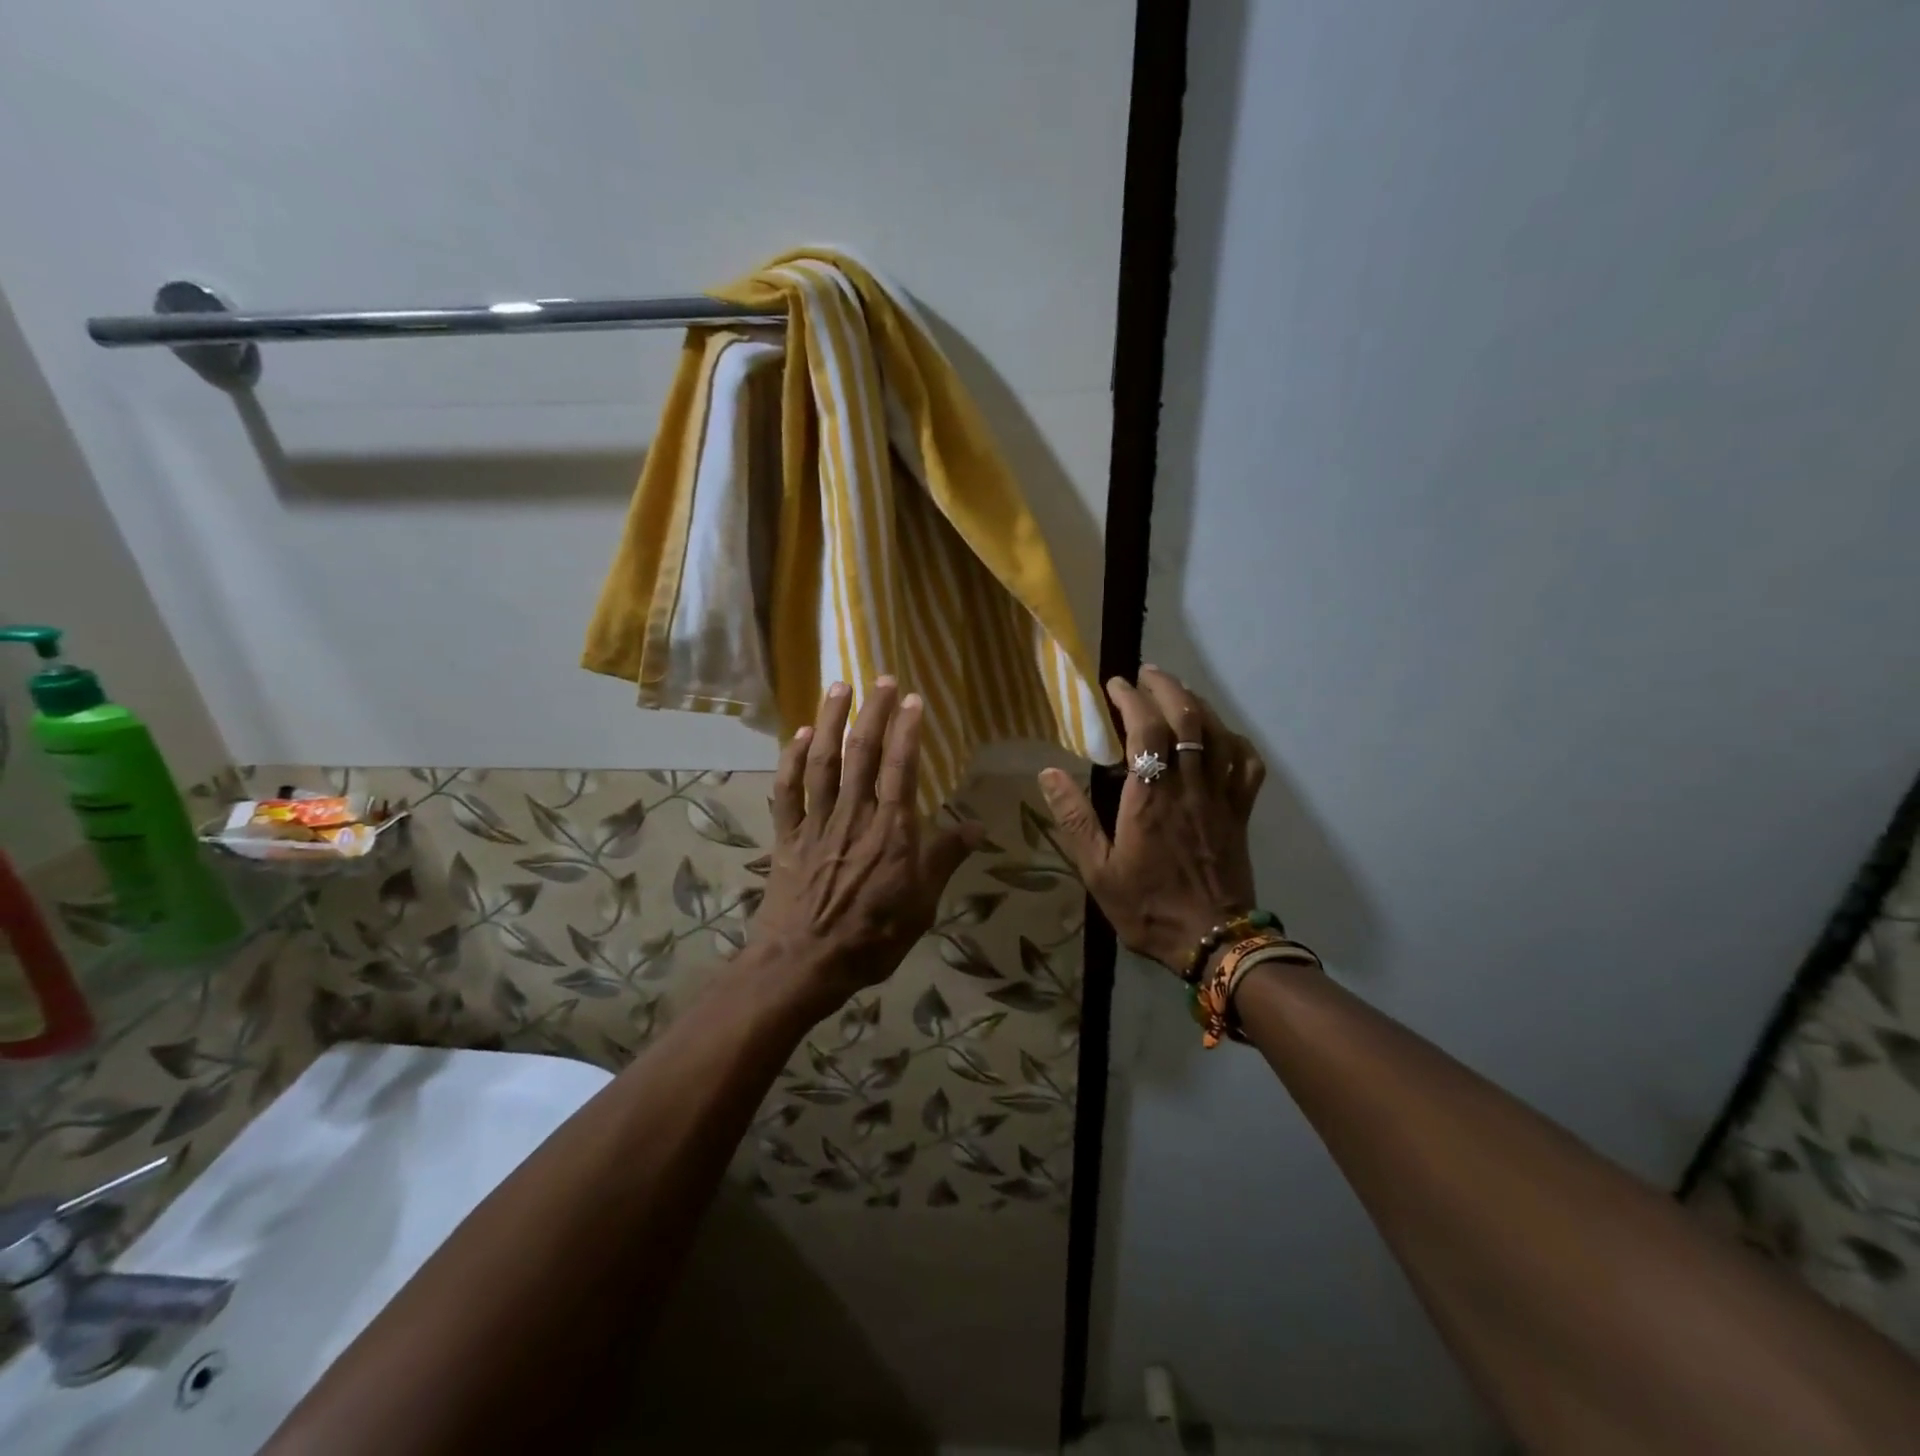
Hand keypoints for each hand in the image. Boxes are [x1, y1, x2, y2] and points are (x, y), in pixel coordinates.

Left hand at [750, 678, 981, 1008]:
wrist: (804, 964)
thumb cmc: (872, 938)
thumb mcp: (922, 906)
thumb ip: (944, 860)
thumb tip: (976, 826)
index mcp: (891, 832)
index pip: (902, 769)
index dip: (907, 731)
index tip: (913, 699)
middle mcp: (853, 816)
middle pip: (862, 754)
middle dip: (872, 713)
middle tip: (882, 678)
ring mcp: (816, 823)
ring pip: (822, 762)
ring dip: (830, 721)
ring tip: (839, 686)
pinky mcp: (787, 836)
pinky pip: (788, 791)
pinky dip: (791, 760)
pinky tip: (799, 735)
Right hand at [1039, 665, 1264, 974]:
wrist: (1213, 942)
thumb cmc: (1148, 908)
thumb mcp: (1097, 871)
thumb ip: (1074, 819)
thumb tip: (1048, 774)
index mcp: (1150, 799)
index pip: (1146, 730)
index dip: (1131, 699)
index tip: (1115, 684)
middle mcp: (1188, 787)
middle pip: (1187, 719)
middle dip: (1166, 687)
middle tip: (1146, 674)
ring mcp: (1220, 798)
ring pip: (1218, 734)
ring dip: (1197, 703)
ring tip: (1176, 691)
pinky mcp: (1240, 812)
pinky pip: (1246, 764)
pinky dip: (1234, 740)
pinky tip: (1220, 735)